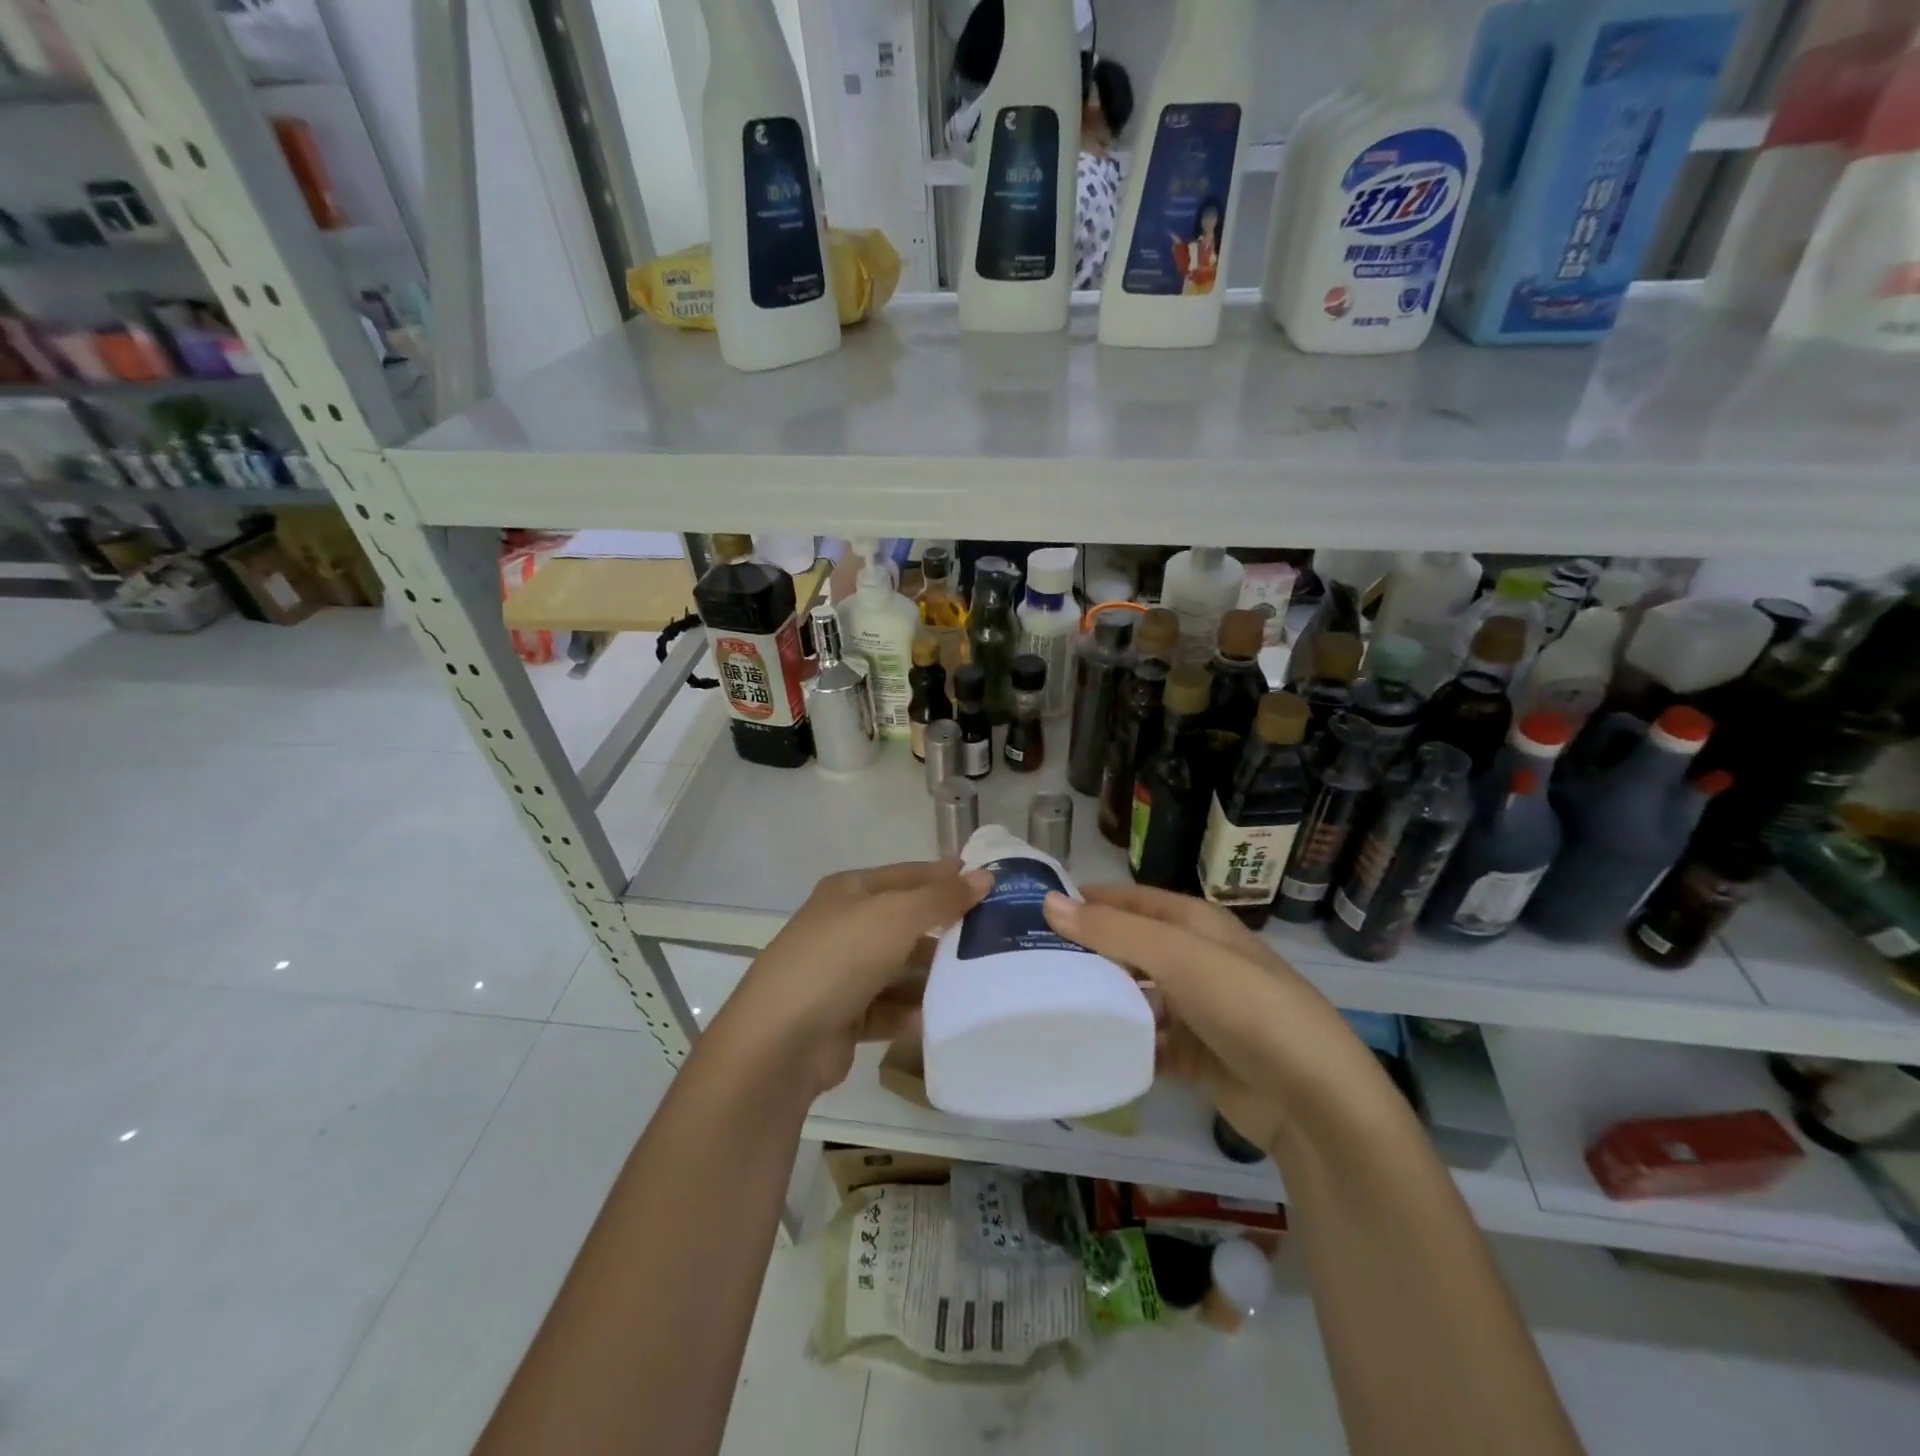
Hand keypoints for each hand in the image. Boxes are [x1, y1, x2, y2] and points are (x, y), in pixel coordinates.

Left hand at [714, 860, 989, 1098]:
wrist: (781, 1040)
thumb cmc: (840, 958)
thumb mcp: (896, 916)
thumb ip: (942, 897)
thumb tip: (985, 877)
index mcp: (850, 891)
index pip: (908, 875)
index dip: (945, 876)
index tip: (990, 884)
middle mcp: (844, 926)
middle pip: (905, 922)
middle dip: (945, 930)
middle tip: (996, 938)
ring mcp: (842, 973)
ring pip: (899, 968)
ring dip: (932, 976)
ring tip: (980, 982)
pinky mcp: (844, 1016)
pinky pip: (890, 1008)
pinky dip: (913, 1012)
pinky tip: (944, 1018)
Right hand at [1042, 884, 1365, 1156]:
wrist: (1314, 1101)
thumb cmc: (1246, 1007)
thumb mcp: (1179, 957)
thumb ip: (1114, 931)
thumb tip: (1049, 902)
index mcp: (1196, 924)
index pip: (1132, 900)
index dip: (1090, 900)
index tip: (1037, 909)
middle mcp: (1195, 960)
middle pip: (1130, 948)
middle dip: (1087, 952)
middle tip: (1030, 961)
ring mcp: (1196, 1010)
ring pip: (1135, 996)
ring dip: (1101, 1000)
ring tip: (1045, 1005)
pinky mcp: (1195, 1055)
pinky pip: (1146, 1042)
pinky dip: (1121, 1044)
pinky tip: (1085, 1049)